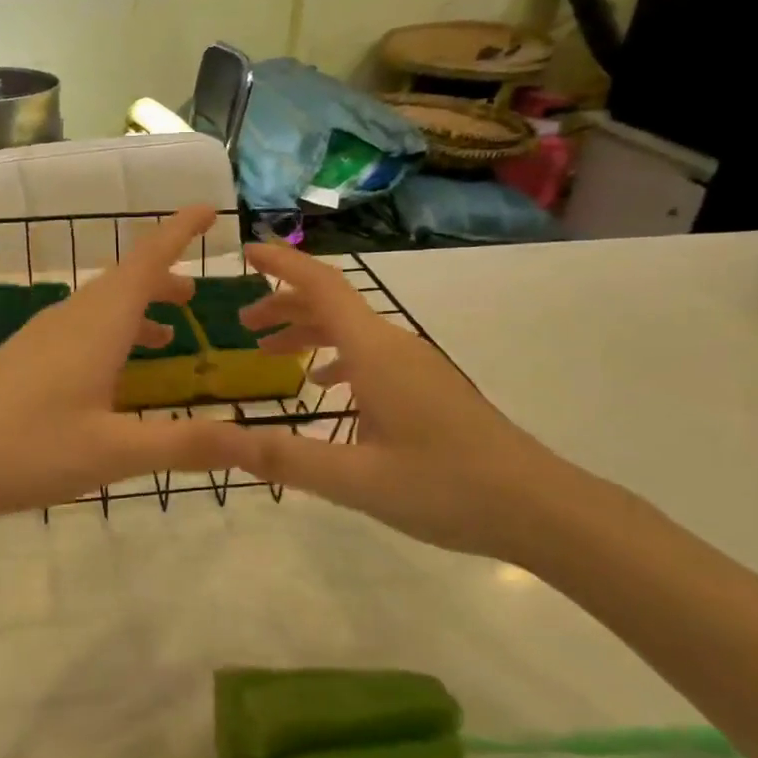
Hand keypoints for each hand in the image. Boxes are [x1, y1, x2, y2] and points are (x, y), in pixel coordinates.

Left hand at [0, 207, 247, 523]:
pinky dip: (111, 334)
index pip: (147, 261)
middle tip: (198, 290)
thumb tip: (254, 439)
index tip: (208, 209)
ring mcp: (40, 337)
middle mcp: (69, 319)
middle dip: (164, 276)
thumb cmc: (24, 449)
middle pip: (124, 280)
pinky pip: (80, 330)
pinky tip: (111, 373)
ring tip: (170, 332)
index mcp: (96, 325)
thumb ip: (184, 444)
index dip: (179, 232)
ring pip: (100, 307)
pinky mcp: (21, 360)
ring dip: (138, 307)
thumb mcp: (112, 452)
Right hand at [223, 239, 598, 564]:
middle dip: (285, 305)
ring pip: (353, 331)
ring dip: (309, 332)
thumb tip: (219, 440)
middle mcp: (396, 346)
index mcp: (376, 353)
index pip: (322, 287)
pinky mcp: (428, 388)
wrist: (538, 506)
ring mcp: (416, 366)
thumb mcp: (356, 479)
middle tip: (243, 324)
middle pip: (333, 305)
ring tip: (271, 354)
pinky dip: (337, 358)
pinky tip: (325, 388)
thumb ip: (285, 458)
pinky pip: (371, 355)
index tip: (246, 251)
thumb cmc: (446, 486)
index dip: (282, 264)